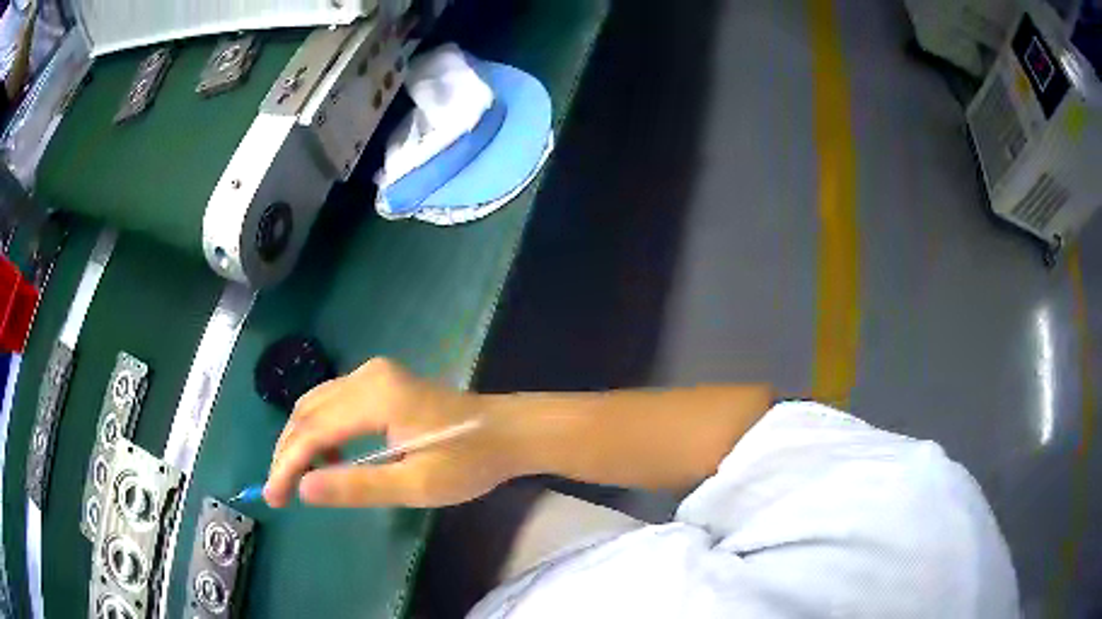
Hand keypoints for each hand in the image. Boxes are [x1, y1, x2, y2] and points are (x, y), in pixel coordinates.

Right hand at [264, 358, 516, 507]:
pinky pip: (334, 403)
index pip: (313, 431)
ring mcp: (374, 374)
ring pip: (317, 404)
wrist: (508, 432)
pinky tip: (327, 459)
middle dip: (287, 451)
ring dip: (300, 440)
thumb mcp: (415, 484)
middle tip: (278, 491)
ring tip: (297, 479)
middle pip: (308, 411)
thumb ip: (357, 486)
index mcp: (376, 396)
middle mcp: (367, 375)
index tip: (274, 498)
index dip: (287, 465)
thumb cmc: (468, 461)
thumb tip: (304, 489)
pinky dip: (320, 430)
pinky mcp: (381, 382)